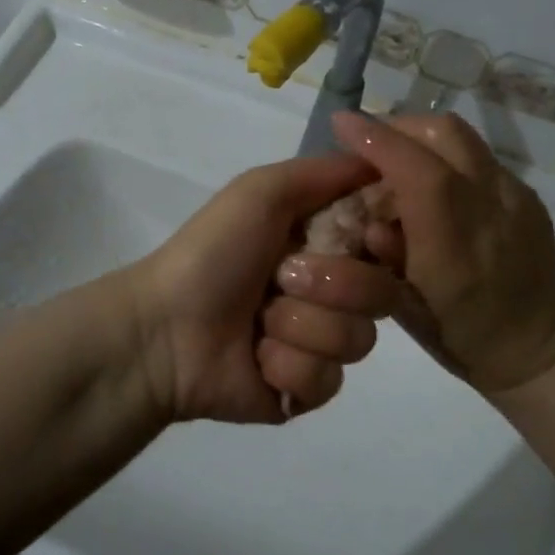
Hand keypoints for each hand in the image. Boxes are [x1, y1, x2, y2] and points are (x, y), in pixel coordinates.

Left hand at [128, 154, 401, 423]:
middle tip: (281, 279)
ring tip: (259, 323)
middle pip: (383, 293)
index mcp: (323, 243)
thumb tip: (384, 165)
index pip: (388, 242)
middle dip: (334, 284)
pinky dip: (288, 366)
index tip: (366, 237)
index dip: (386, 242)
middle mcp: (330, 291)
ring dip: (301, 327)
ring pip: (358, 340)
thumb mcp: (262, 191)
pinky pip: (329, 381)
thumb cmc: (213, 252)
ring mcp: (320, 343)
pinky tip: (256, 359)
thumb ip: (326, 171)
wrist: (166, 328)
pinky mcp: (307, 389)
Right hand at [330, 111, 554, 395]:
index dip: (376, 140)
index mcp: (456, 243)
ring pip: (464, 138)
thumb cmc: (459, 335)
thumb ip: (383, 254)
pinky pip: (479, 158)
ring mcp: (516, 198)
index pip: (417, 169)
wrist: (535, 348)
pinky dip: (446, 156)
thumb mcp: (405, 307)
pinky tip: (433, 183)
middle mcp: (492, 208)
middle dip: (398, 126)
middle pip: (445, 133)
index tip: (341, 123)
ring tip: (396, 156)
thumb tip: (366, 215)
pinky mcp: (528, 198)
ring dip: (421, 137)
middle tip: (368, 141)